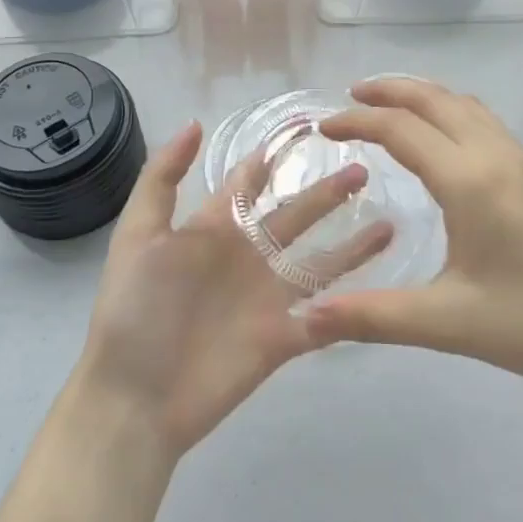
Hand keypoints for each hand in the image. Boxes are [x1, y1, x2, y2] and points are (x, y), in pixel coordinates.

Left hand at [77, 121, 393, 461]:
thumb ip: (162, 179)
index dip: (274, 156)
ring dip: (352, 245)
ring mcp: (267, 298)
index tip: (309, 128)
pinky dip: (352, 307)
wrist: (134, 398)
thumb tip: (195, 123)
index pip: (251, 182)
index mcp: (214, 229)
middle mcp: (247, 257)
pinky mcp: (282, 339)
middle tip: (363, 168)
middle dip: (327, 193)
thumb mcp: (138, 235)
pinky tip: (384, 291)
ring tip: (388, 221)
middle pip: (296, 216)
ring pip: (320, 264)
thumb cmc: (134, 311)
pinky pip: (326, 319)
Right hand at [310, 78, 522, 414]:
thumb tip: (306, 317)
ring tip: (391, 110)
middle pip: (435, 99)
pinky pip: (487, 122)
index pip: (401, 129)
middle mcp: (497, 156)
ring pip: (466, 105)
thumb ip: (373, 316)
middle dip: (389, 90)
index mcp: (470, 180)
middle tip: (349, 98)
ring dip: (423, 96)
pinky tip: (446, 143)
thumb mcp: (449, 323)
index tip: (323, 128)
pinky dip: (451, 112)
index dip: (356, 121)